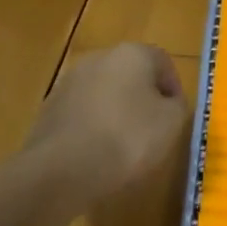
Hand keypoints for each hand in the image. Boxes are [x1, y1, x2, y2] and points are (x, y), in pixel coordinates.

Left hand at [26, 43, 189, 196]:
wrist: (60, 170)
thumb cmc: (127, 139)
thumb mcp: (172, 123)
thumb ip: (177, 106)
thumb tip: (168, 103)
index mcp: (132, 54)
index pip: (163, 63)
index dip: (174, 90)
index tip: (176, 118)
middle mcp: (99, 58)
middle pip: (131, 75)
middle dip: (143, 99)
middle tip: (153, 131)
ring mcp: (69, 83)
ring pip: (104, 94)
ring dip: (116, 113)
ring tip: (123, 148)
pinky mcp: (49, 109)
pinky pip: (82, 115)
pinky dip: (93, 128)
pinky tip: (96, 155)